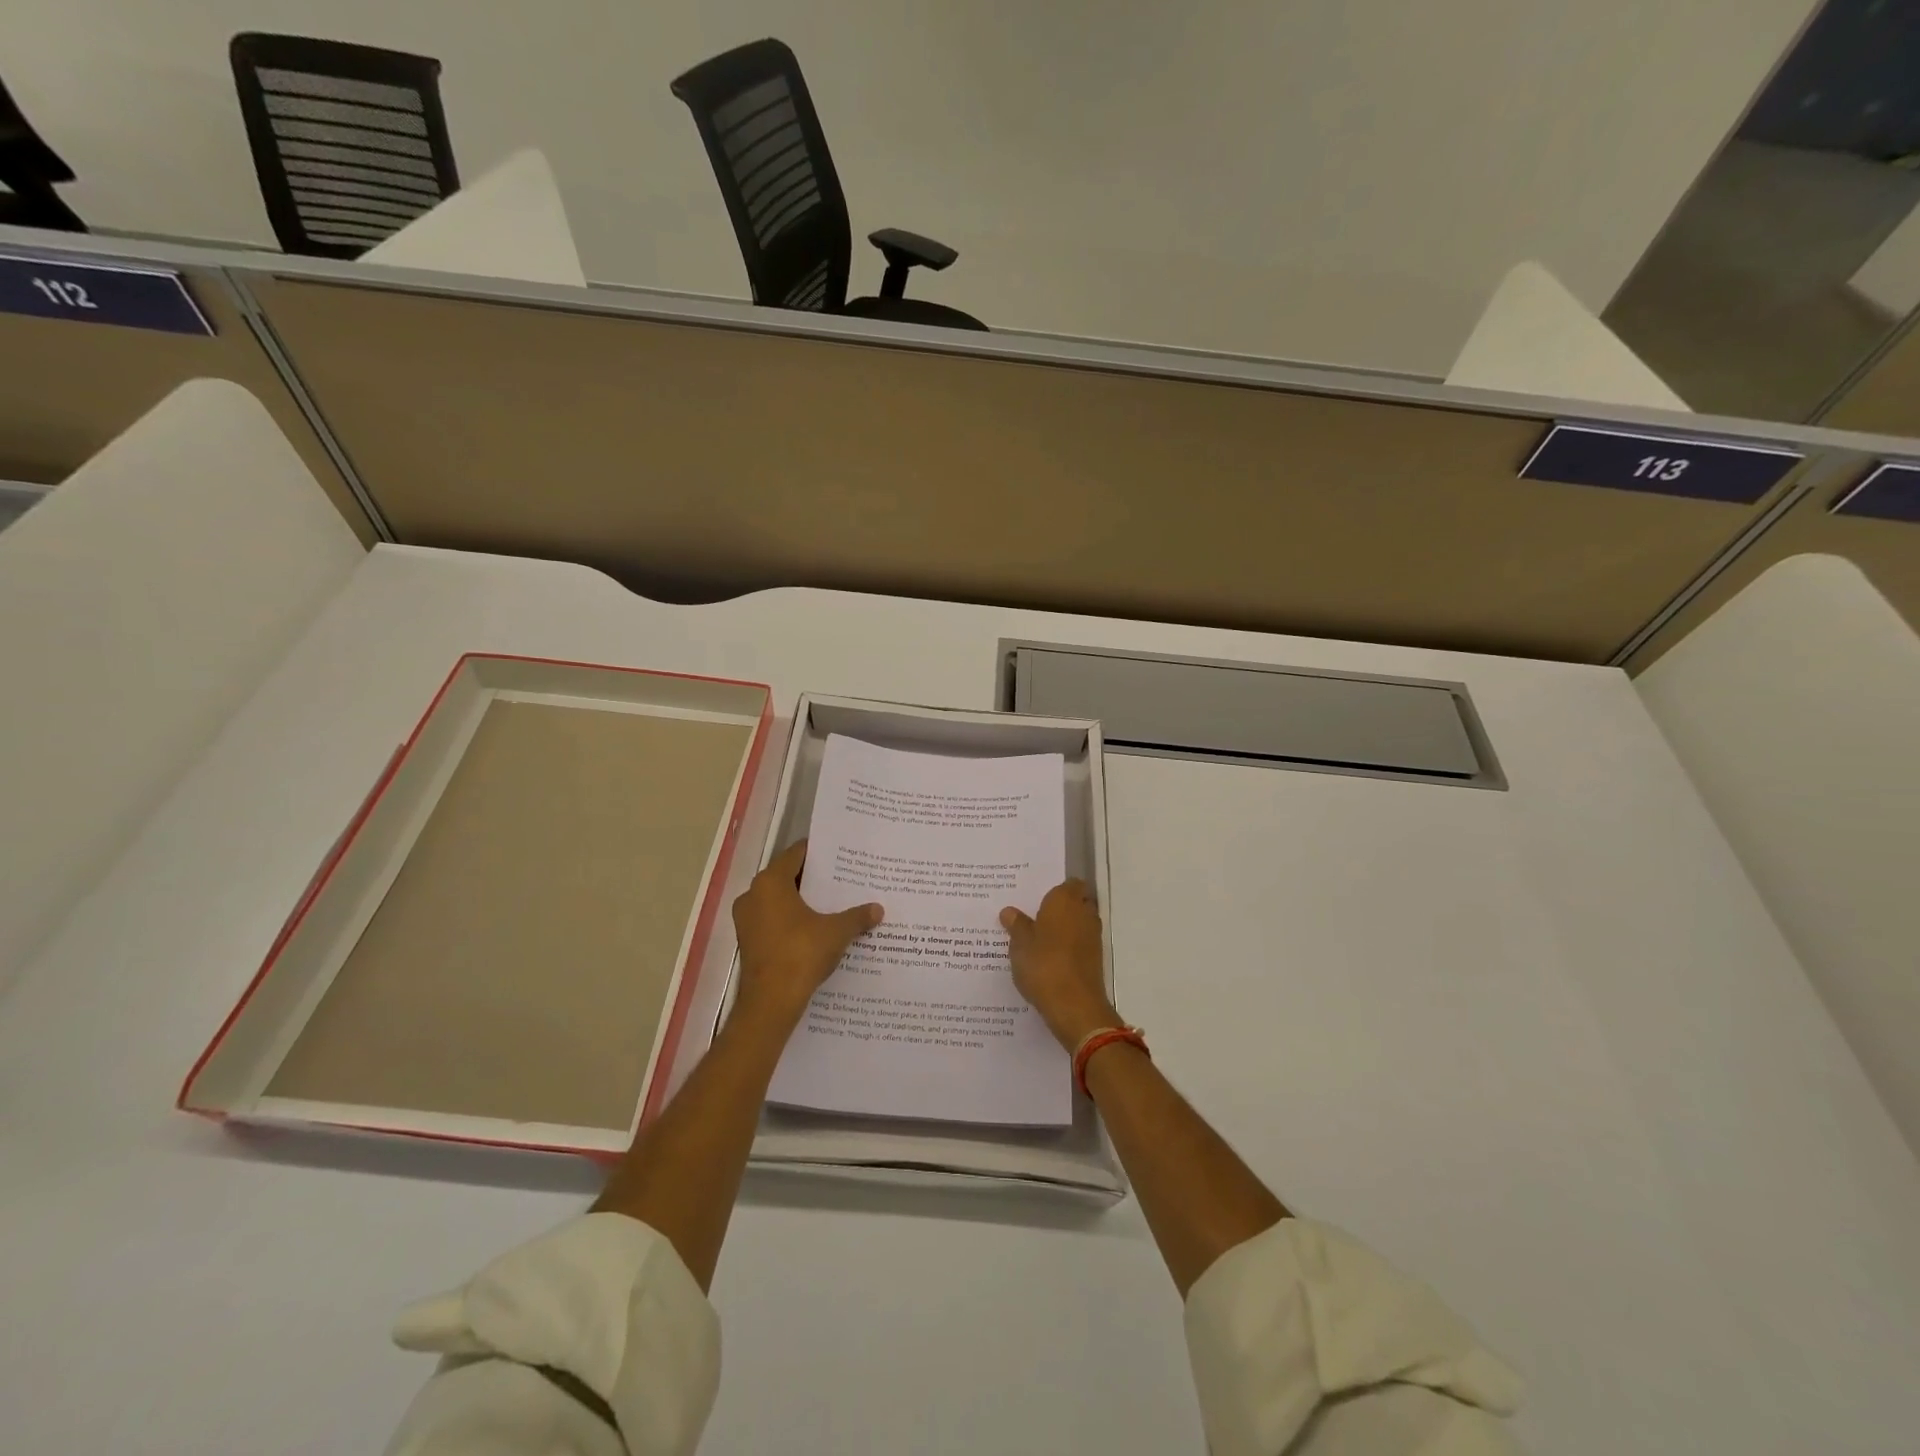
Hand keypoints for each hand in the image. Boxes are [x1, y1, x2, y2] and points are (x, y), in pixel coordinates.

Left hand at [731, 840, 881, 1025]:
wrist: (770, 1002)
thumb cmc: (801, 954)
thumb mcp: (836, 932)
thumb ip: (857, 916)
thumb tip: (878, 909)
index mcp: (770, 882)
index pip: (795, 854)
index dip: (818, 853)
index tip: (839, 855)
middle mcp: (753, 895)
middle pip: (786, 876)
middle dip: (812, 879)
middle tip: (841, 879)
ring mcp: (747, 920)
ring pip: (778, 900)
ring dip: (801, 901)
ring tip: (831, 904)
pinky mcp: (748, 941)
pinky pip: (772, 920)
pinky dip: (791, 921)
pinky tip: (815, 929)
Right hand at [1000, 879, 1118, 1050]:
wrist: (1074, 1006)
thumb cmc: (1044, 965)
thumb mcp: (1020, 944)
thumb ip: (1016, 925)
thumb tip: (1009, 911)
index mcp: (1065, 900)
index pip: (1069, 883)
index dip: (1056, 889)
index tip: (1037, 896)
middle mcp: (1084, 913)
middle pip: (1075, 902)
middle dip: (1059, 908)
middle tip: (1033, 916)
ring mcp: (1093, 937)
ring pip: (1078, 924)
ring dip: (1064, 929)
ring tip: (1037, 938)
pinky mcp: (1095, 959)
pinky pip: (1080, 944)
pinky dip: (1068, 947)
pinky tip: (1048, 958)